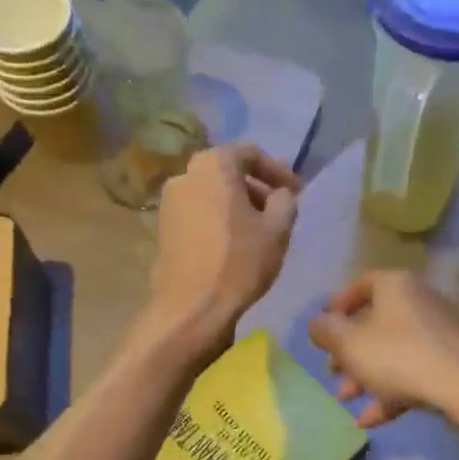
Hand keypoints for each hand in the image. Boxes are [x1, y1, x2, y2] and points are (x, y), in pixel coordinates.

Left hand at [149, 142, 299, 348]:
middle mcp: (185, 174)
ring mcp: (169, 202)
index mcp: (214, 165)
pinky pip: (198, 214)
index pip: (251, 153)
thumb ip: (285, 200)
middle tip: (278, 212)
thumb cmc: (240, 262)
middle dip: (256, 189)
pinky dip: (218, 221)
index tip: (296, 192)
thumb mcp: (278, 228)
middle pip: (228, 172)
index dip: (278, 170)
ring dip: (237, 207)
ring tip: (257, 233)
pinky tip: (233, 247)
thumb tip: (280, 193)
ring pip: (211, 194)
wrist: (192, 306)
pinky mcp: (162, 228)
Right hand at [307, 270, 458, 428]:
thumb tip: (316, 323)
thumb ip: (326, 331)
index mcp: (395, 286)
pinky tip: (371, 420)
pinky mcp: (449, 362)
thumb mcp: (349, 344)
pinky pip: (412, 372)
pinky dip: (390, 392)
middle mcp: (418, 302)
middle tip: (332, 371)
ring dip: (365, 375)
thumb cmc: (398, 356)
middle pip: (375, 322)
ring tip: (347, 399)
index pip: (361, 284)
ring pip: (392, 351)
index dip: (337, 304)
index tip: (323, 329)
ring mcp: (438, 333)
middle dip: (349, 351)